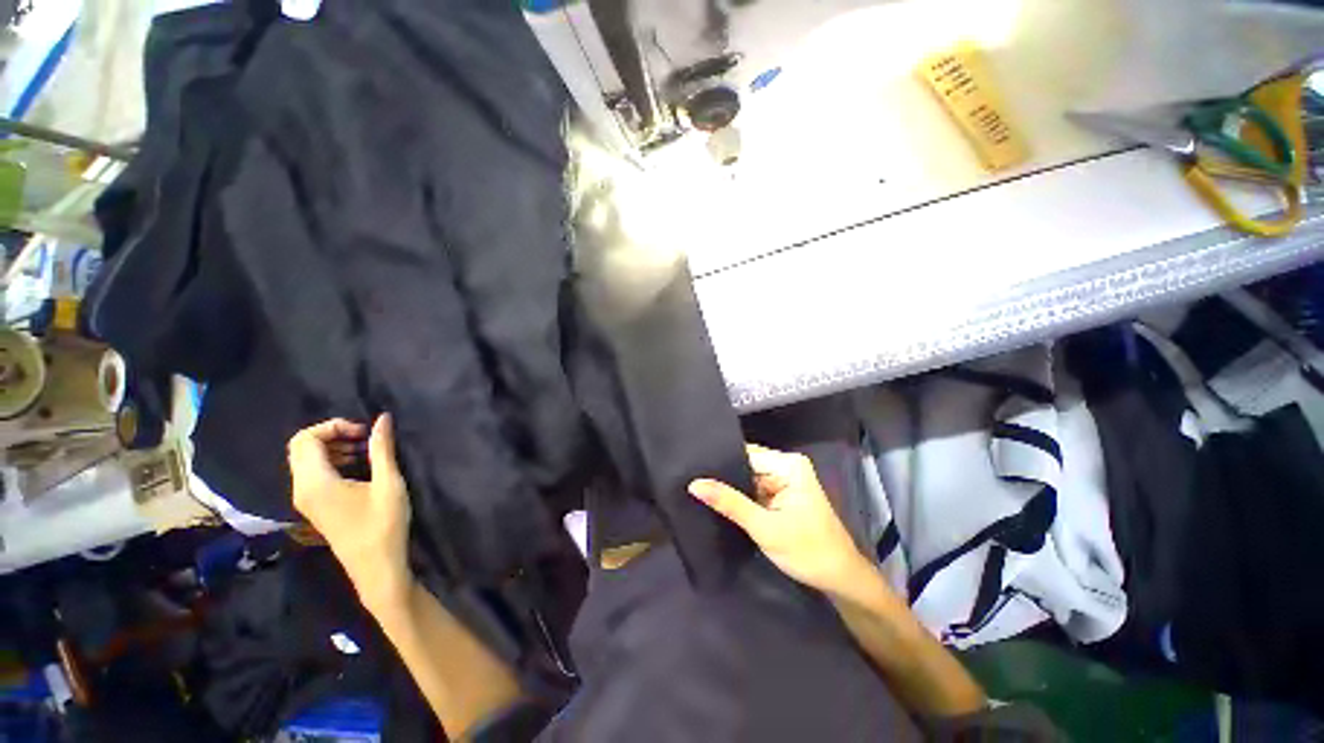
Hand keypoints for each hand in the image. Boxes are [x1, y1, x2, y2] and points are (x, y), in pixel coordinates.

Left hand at [288, 415, 412, 613]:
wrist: (376, 567)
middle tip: (364, 437)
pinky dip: (332, 461)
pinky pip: (312, 473)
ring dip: (332, 447)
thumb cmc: (383, 524)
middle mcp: (301, 488)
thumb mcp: (389, 483)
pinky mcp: (314, 506)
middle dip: (332, 434)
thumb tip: (382, 418)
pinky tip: (358, 467)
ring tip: (365, 451)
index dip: (334, 426)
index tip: (365, 432)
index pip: (306, 439)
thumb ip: (382, 449)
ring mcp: (305, 499)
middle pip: (300, 447)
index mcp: (315, 482)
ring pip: (305, 460)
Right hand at [690, 445, 872, 595]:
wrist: (840, 579)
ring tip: (699, 489)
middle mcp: (786, 465)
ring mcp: (784, 479)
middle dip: (723, 474)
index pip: (745, 453)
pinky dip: (740, 496)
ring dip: (730, 486)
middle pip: (746, 463)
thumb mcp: (764, 527)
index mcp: (788, 464)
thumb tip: (694, 484)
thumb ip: (729, 503)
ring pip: (748, 477)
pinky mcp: (782, 493)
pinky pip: (754, 488)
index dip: (720, 461)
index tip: (692, 468)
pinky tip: (719, 500)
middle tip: (691, 480)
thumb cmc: (808, 551)